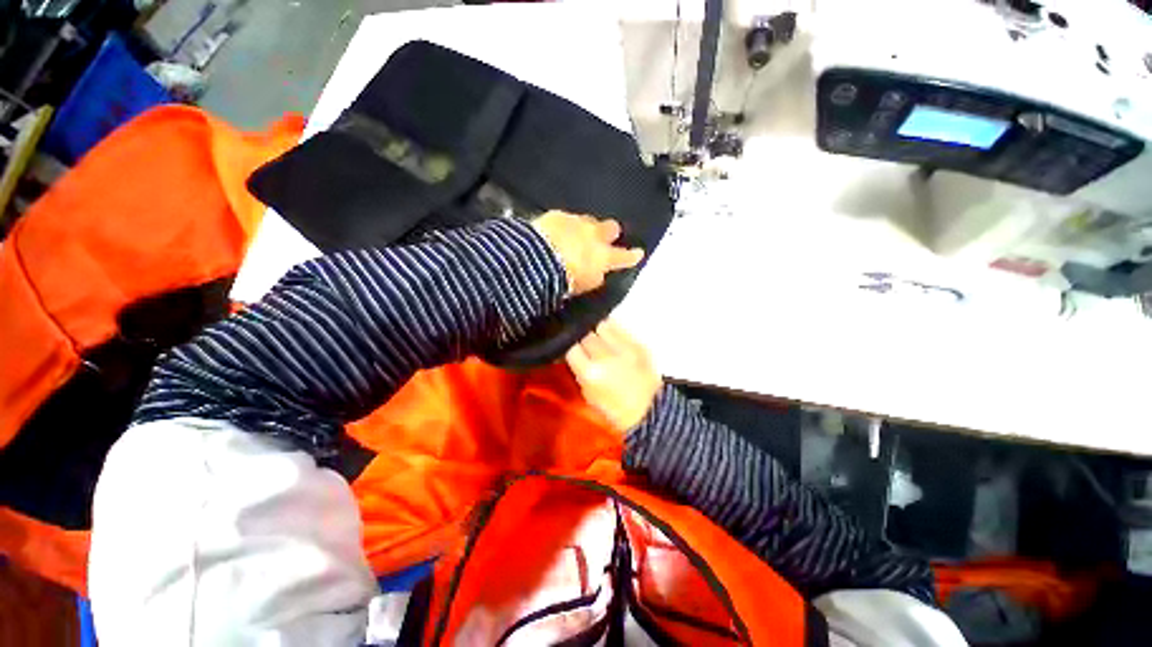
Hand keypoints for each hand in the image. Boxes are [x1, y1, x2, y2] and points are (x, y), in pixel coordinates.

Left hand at [531, 211, 644, 295]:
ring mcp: (576, 222)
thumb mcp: (586, 284)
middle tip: (605, 237)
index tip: (639, 253)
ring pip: (588, 220)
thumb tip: (598, 271)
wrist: (539, 258)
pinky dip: (563, 225)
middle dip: (610, 232)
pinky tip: (555, 231)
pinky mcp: (556, 216)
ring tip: (577, 234)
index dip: (632, 256)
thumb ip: (595, 276)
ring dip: (585, 227)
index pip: (623, 257)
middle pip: (610, 228)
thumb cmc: (566, 279)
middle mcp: (594, 235)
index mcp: (604, 256)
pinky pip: (565, 218)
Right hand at [566, 320, 662, 432]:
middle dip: (584, 337)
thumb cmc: (616, 409)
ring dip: (598, 330)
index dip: (570, 346)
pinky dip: (614, 331)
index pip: (571, 347)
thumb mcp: (589, 394)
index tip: (573, 349)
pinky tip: (613, 339)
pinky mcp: (639, 343)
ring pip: (603, 324)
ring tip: (600, 338)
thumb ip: (579, 371)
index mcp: (590, 373)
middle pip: (586, 333)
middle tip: (586, 345)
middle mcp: (606, 356)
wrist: (650, 411)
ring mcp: (624, 348)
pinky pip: (620, 328)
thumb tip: (574, 353)